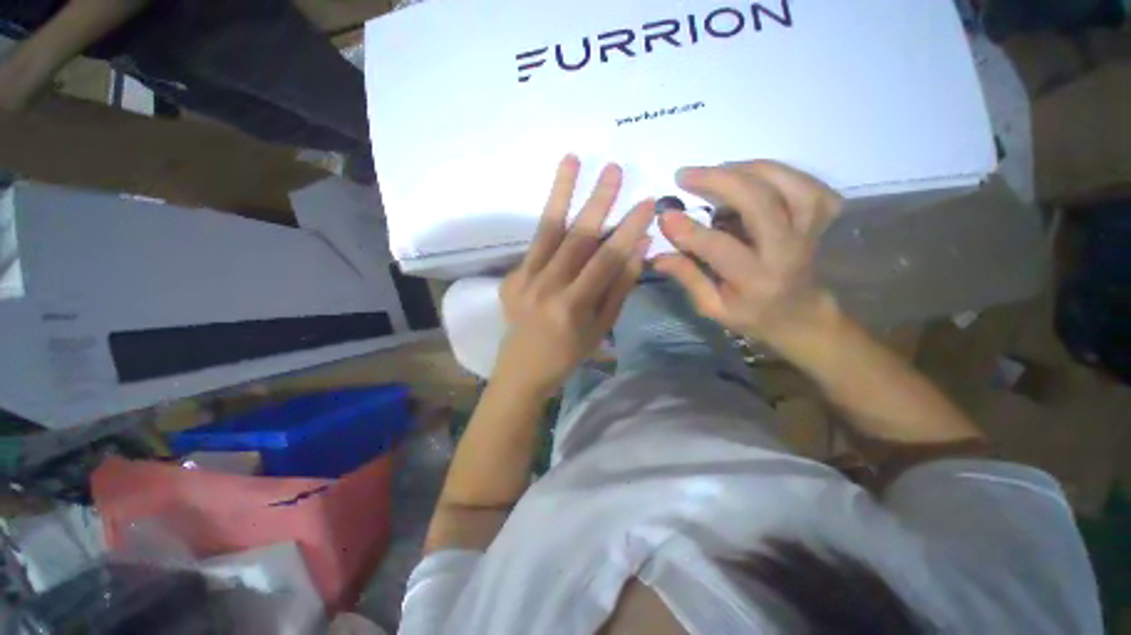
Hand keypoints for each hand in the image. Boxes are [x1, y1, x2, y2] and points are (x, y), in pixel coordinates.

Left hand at [496, 156, 654, 395]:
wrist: (523, 368)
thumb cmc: (569, 353)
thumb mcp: (601, 327)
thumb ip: (619, 287)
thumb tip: (640, 247)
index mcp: (572, 307)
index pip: (606, 260)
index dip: (628, 231)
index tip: (646, 204)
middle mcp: (546, 289)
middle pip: (576, 238)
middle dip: (598, 201)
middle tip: (613, 169)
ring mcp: (523, 281)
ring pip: (546, 230)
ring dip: (560, 192)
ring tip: (572, 159)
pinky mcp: (510, 277)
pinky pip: (535, 245)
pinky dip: (550, 220)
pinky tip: (561, 198)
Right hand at [654, 161, 841, 351]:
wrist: (803, 317)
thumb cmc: (753, 315)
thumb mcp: (713, 307)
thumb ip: (688, 277)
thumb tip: (657, 256)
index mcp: (756, 279)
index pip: (719, 247)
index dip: (689, 230)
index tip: (664, 214)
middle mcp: (787, 251)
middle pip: (760, 202)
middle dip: (719, 181)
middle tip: (685, 175)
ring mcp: (811, 231)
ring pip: (789, 184)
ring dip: (750, 169)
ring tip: (719, 170)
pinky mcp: (824, 220)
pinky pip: (810, 185)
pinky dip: (783, 173)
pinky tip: (757, 175)